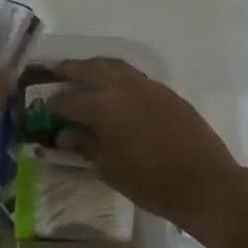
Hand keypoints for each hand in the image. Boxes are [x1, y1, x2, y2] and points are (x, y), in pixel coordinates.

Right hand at [49, 58, 246, 229]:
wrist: (205, 183)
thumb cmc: (150, 182)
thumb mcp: (109, 168)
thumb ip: (84, 145)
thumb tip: (64, 134)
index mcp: (103, 106)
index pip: (67, 100)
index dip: (52, 105)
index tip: (42, 109)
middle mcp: (122, 86)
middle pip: (88, 69)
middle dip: (68, 70)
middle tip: (54, 73)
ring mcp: (147, 86)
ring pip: (112, 65)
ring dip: (93, 67)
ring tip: (81, 74)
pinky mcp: (166, 92)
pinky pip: (133, 76)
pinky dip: (116, 76)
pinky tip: (114, 90)